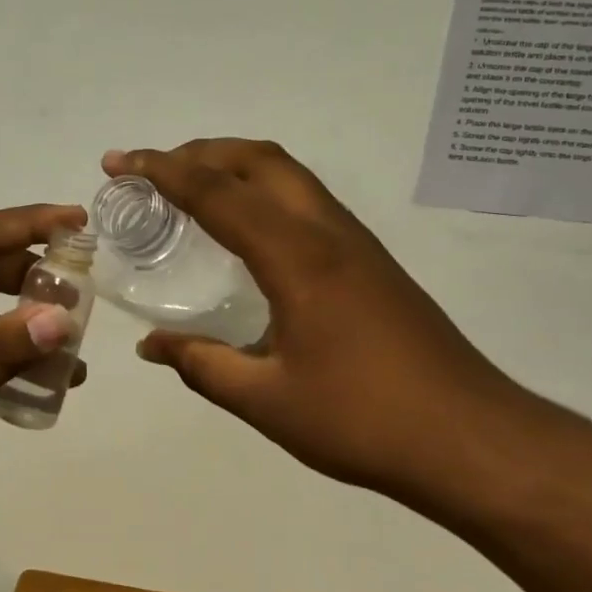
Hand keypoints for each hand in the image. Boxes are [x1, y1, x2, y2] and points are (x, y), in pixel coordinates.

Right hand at [106, 140, 533, 500]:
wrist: (471, 440)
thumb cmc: (363, 420)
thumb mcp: (266, 400)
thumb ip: (202, 365)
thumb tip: (150, 346)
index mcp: (297, 258)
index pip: (218, 193)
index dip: (162, 171)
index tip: (119, 162)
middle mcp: (328, 233)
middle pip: (259, 160)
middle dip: (200, 152)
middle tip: (151, 171)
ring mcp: (357, 244)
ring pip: (289, 175)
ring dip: (235, 167)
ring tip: (190, 190)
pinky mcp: (372, 263)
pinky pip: (306, 202)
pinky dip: (263, 192)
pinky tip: (247, 233)